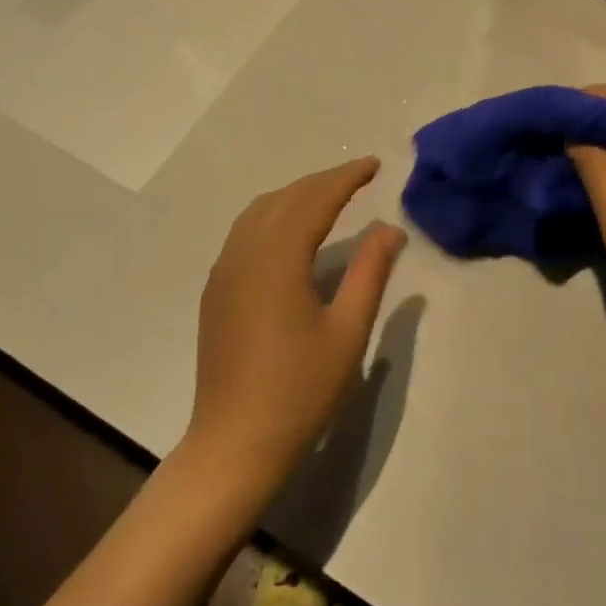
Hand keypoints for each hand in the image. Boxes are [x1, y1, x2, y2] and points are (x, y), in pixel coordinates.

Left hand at [185, 157, 406, 498]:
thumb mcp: (347, 332)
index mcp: (277, 259)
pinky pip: (244, 234)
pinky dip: (272, 217)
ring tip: (329, 198)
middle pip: (284, 199)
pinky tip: (291, 233)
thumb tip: (390, 229)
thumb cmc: (300, 390)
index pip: (314, 200)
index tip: (373, 164)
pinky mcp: (215, 290)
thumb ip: (370, 273)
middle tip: (358, 177)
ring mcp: (223, 271)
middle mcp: (243, 254)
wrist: (235, 441)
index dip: (345, 177)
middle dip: (321, 182)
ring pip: (258, 213)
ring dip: (295, 196)